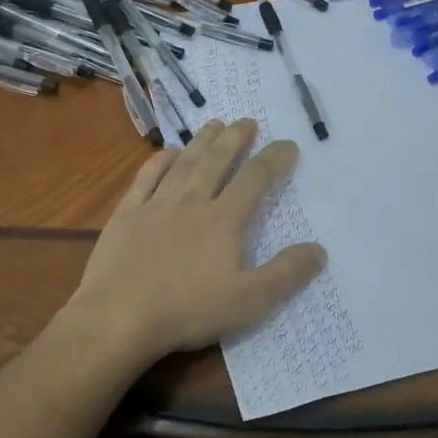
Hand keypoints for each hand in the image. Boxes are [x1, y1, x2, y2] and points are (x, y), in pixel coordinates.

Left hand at [65, 119, 325, 364]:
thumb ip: (286, 273)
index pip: (255, 180)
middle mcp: (191, 202)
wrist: (118, 317)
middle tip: (247, 121)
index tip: (288, 145)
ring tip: (213, 124)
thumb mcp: (250, 301)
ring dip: (201, 142)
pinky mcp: (126, 215)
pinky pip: (145, 178)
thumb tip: (319, 249)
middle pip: (217, 161)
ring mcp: (155, 205)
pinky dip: (158, 161)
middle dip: (235, 139)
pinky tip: (166, 152)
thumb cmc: (188, 310)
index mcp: (223, 220)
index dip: (274, 160)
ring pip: (183, 164)